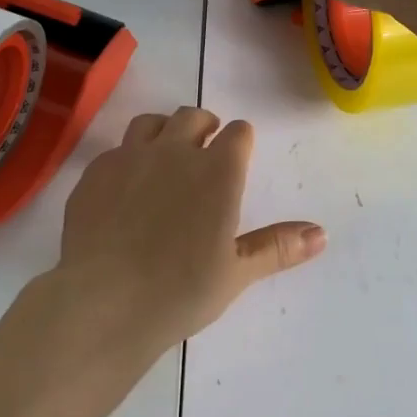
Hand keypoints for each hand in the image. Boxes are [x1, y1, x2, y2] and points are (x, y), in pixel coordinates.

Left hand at [29, 108, 324, 366]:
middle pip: (192, 116)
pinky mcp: (95, 171)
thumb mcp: (236, 273)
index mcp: (217, 171)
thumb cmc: (179, 291)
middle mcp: (174, 151)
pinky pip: (117, 149)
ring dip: (164, 130)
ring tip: (166, 152)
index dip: (241, 139)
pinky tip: (126, 185)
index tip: (239, 152)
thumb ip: (277, 247)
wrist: (103, 300)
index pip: (238, 134)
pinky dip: (128, 157)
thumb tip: (322, 233)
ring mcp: (130, 157)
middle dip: (204, 125)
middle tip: (205, 144)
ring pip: (151, 122)